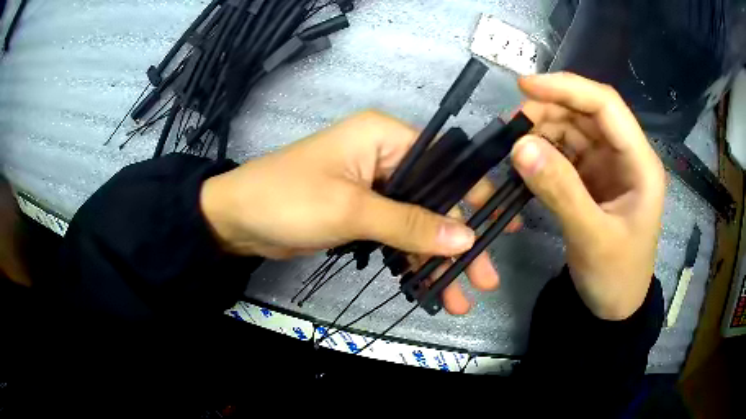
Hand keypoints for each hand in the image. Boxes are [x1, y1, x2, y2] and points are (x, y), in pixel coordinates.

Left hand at [200, 111, 518, 313]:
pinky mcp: (361, 213)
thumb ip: (409, 224)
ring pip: (418, 222)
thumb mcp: (351, 210)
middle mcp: (384, 156)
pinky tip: (429, 285)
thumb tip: (465, 237)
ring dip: (437, 258)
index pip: (444, 163)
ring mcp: (373, 187)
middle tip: (486, 277)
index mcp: (385, 137)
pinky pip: (397, 235)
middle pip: (435, 198)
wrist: (236, 219)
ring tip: (460, 297)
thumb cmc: (288, 200)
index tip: (501, 228)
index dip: (474, 196)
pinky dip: (411, 260)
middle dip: (459, 240)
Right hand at [511, 72, 664, 319]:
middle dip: (549, 111)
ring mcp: (609, 166)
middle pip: (587, 113)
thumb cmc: (616, 277)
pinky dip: (544, 152)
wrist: (616, 307)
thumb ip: (560, 191)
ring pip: (574, 130)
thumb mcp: (591, 238)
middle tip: (512, 127)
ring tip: (515, 147)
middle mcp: (626, 155)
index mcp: (640, 163)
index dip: (567, 88)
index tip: (524, 86)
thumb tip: (519, 147)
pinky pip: (566, 152)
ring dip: (543, 131)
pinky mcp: (593, 180)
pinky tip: (527, 162)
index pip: (606, 106)